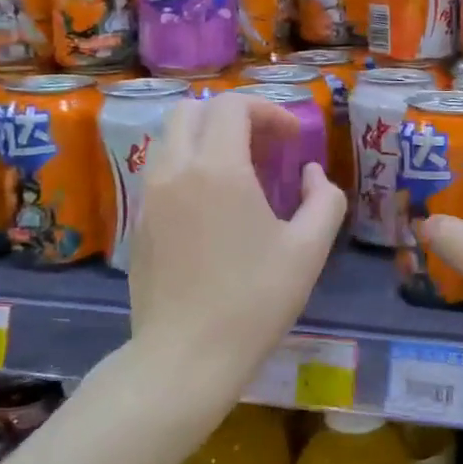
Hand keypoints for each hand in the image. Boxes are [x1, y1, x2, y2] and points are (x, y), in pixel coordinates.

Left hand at [128, 92, 344, 387]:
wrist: (185, 357)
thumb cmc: (254, 301)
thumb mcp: (308, 250)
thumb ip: (323, 199)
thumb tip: (310, 174)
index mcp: (217, 168)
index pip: (234, 106)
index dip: (269, 111)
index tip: (293, 139)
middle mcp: (175, 170)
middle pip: (194, 110)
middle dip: (234, 117)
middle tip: (265, 147)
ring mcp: (150, 196)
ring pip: (171, 138)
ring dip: (207, 138)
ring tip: (240, 172)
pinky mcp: (139, 222)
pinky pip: (161, 170)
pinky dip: (189, 166)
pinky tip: (214, 206)